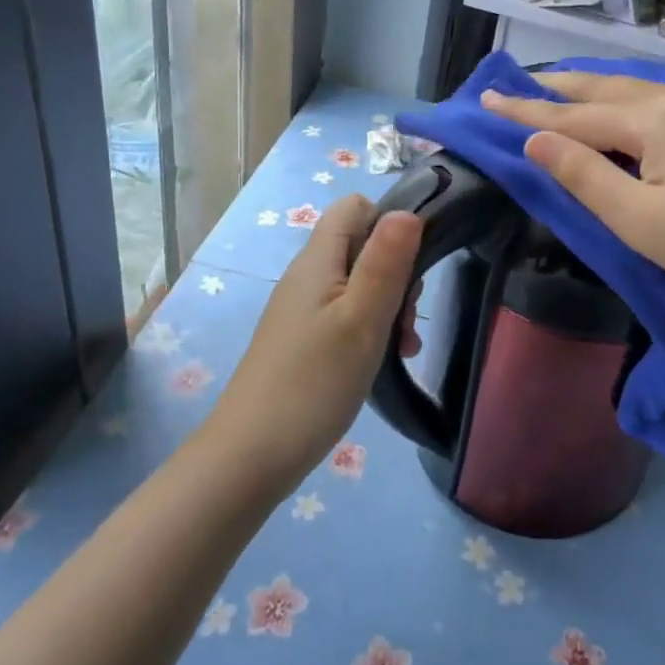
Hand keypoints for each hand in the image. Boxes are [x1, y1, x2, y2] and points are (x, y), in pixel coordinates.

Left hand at [208, 194, 423, 487]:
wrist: (251, 456)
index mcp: (317, 261)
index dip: (389, 221)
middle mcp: (307, 277)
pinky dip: (371, 329)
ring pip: (359, 284)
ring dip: (390, 306)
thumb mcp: (362, 319)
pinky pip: (347, 315)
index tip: (413, 262)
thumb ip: (386, 262)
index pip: (355, 207)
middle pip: (362, 245)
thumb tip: (408, 210)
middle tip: (408, 317)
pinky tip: (386, 360)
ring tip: (405, 346)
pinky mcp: (304, 340)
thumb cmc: (314, 383)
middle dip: (397, 272)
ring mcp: (303, 310)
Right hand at [482, 71, 664, 306]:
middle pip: (606, 89)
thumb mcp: (638, 221)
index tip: (487, 99)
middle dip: (559, 88)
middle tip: (519, 83)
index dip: (527, 111)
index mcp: (655, 119)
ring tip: (565, 90)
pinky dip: (634, 101)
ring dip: (597, 91)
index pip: (574, 115)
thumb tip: (535, 141)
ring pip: (641, 90)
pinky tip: (631, 107)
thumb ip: (583, 176)